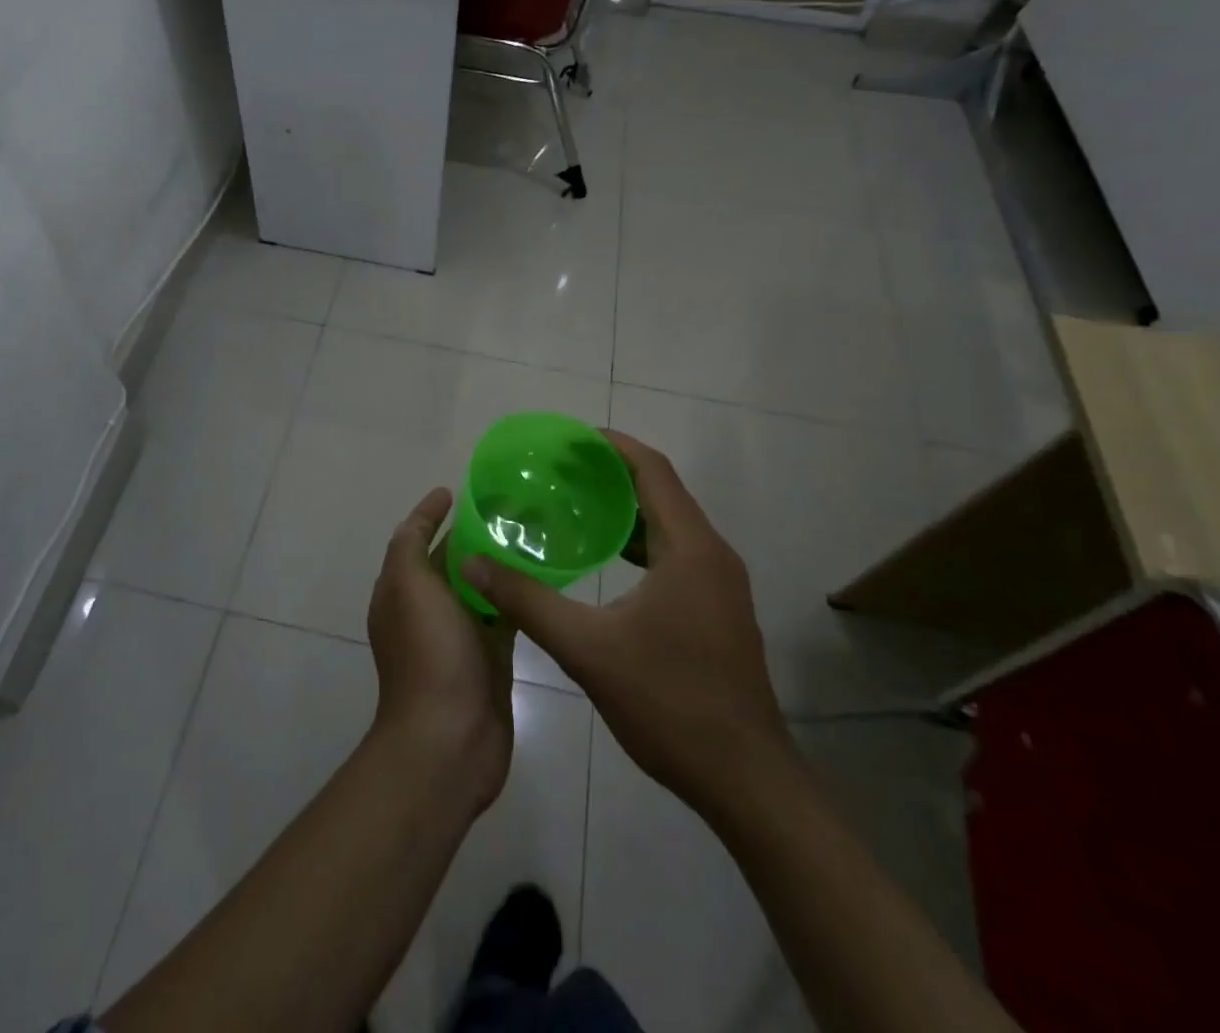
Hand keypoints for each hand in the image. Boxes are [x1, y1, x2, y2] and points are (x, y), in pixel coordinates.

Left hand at [366, 487, 515, 814]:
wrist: (449, 740)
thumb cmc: (427, 653)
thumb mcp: (406, 585)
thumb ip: (410, 544)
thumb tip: (427, 512)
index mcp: (401, 590)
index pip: (416, 538)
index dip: (432, 512)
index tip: (460, 490)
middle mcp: (427, 609)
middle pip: (452, 559)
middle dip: (474, 533)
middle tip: (513, 506)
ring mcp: (460, 635)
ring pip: (481, 586)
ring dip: (499, 563)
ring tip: (534, 533)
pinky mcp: (491, 657)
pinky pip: (504, 615)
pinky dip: (518, 596)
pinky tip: (544, 578)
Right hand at [461, 430, 795, 826]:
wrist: (746, 781)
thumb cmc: (669, 703)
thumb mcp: (587, 648)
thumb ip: (526, 600)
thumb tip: (474, 563)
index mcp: (690, 549)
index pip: (652, 471)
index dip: (613, 447)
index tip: (570, 439)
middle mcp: (712, 555)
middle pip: (661, 493)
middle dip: (612, 475)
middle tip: (559, 471)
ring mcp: (721, 585)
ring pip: (670, 526)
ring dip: (625, 510)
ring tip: (574, 506)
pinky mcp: (718, 610)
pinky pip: (676, 554)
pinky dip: (639, 543)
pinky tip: (605, 560)